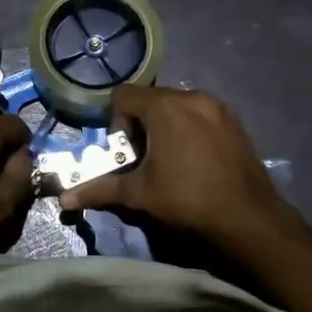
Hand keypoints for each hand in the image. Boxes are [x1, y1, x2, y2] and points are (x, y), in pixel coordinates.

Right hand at [58, 85, 297, 251]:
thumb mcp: (140, 194)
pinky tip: (195, 160)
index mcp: (166, 107)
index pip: (123, 94)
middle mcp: (192, 96)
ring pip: (177, 105)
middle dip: (140, 125)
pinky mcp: (234, 120)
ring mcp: (217, 106)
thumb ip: (101, 190)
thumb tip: (63, 200)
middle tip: (145, 160)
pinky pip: (200, 113)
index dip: (117, 122)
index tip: (127, 152)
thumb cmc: (188, 200)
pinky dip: (189, 128)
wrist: (248, 217)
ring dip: (165, 126)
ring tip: (170, 161)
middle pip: (151, 98)